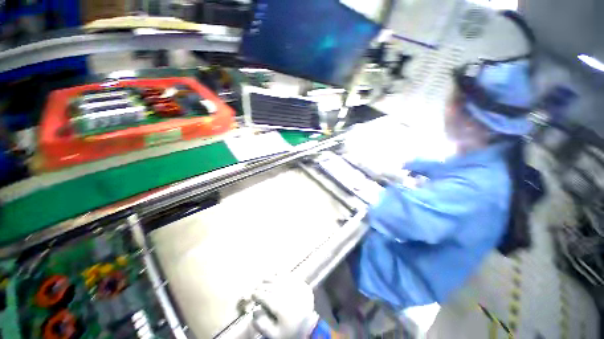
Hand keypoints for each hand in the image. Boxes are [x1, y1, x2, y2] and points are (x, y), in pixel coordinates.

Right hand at [251, 278, 319, 338]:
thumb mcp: (274, 335)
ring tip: (264, 281)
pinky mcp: (301, 283)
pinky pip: (288, 275)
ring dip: (269, 278)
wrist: (311, 327)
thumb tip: (254, 311)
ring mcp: (294, 286)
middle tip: (256, 289)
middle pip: (269, 285)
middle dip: (261, 286)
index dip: (256, 295)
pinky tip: (276, 274)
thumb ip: (261, 324)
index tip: (252, 295)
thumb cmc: (290, 331)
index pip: (263, 296)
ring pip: (278, 277)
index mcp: (278, 304)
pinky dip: (281, 274)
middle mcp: (285, 291)